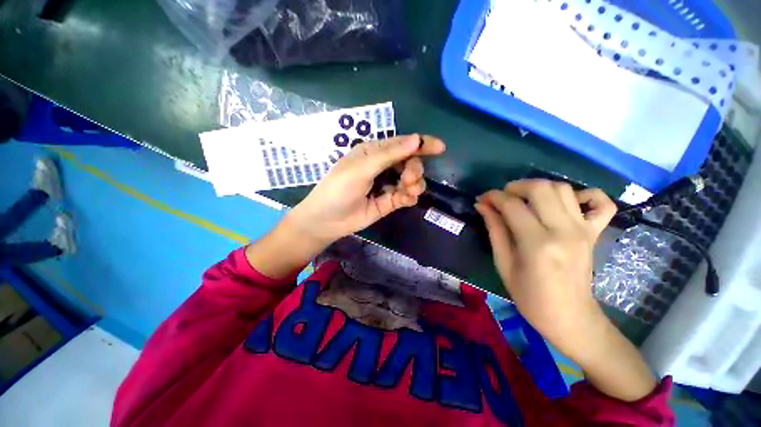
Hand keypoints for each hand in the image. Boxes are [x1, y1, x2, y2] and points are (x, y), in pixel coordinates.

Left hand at [286, 135, 445, 245]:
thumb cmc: (339, 188)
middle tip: (408, 179)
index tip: (440, 148)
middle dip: (414, 169)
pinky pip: (407, 196)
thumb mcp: (362, 168)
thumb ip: (389, 155)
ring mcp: (386, 184)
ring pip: (411, 179)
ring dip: (414, 183)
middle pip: (410, 162)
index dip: (421, 144)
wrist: (328, 220)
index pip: (402, 144)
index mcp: (374, 152)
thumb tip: (416, 139)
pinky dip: (410, 196)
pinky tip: (405, 199)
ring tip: (407, 190)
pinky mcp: (389, 201)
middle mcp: (382, 166)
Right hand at [474, 179, 616, 356]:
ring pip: (563, 189)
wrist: (569, 317)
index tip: (482, 199)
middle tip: (502, 197)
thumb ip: (494, 229)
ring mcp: (584, 230)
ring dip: (538, 187)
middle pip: (540, 188)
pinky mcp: (595, 233)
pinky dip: (584, 194)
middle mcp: (563, 231)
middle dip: (515, 186)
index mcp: (536, 244)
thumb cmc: (529, 296)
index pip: (512, 205)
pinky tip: (566, 202)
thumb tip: (482, 206)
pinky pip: (601, 202)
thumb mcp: (503, 263)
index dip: (493, 197)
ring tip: (524, 199)